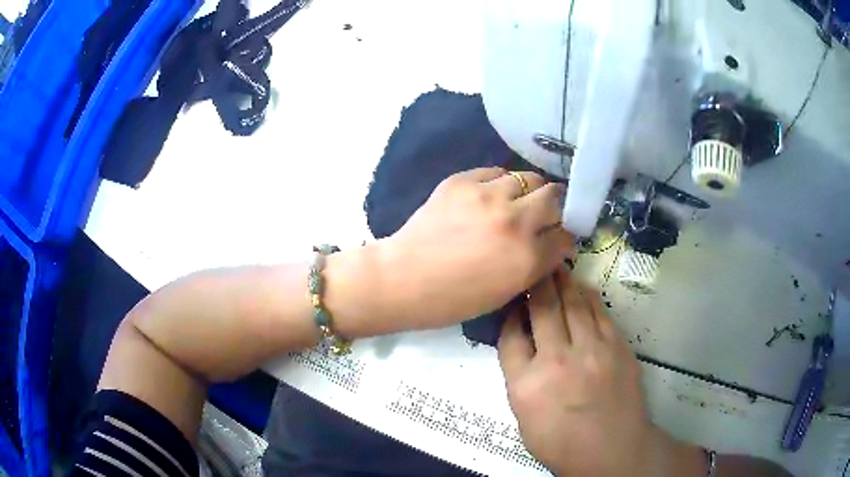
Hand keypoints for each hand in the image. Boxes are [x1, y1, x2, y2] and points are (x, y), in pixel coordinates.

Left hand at [383, 167, 572, 328]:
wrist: (404, 279)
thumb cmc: (454, 299)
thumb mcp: (506, 292)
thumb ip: (536, 265)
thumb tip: (553, 243)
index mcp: (527, 257)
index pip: (566, 235)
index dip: (564, 237)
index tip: (558, 237)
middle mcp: (515, 221)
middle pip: (555, 197)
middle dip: (555, 207)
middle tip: (544, 214)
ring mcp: (488, 195)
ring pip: (527, 178)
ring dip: (528, 191)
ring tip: (515, 202)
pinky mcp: (462, 181)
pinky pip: (496, 172)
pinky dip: (499, 183)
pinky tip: (489, 196)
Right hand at [498, 267, 654, 475]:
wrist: (611, 449)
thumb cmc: (562, 442)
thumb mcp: (525, 420)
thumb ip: (520, 380)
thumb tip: (522, 346)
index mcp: (526, 385)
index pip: (510, 337)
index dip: (510, 316)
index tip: (513, 305)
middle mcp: (556, 361)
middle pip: (543, 309)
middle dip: (536, 284)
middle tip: (533, 267)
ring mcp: (591, 350)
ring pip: (573, 304)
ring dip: (562, 282)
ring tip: (556, 268)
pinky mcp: (616, 347)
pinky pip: (599, 312)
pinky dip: (588, 296)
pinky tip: (582, 288)